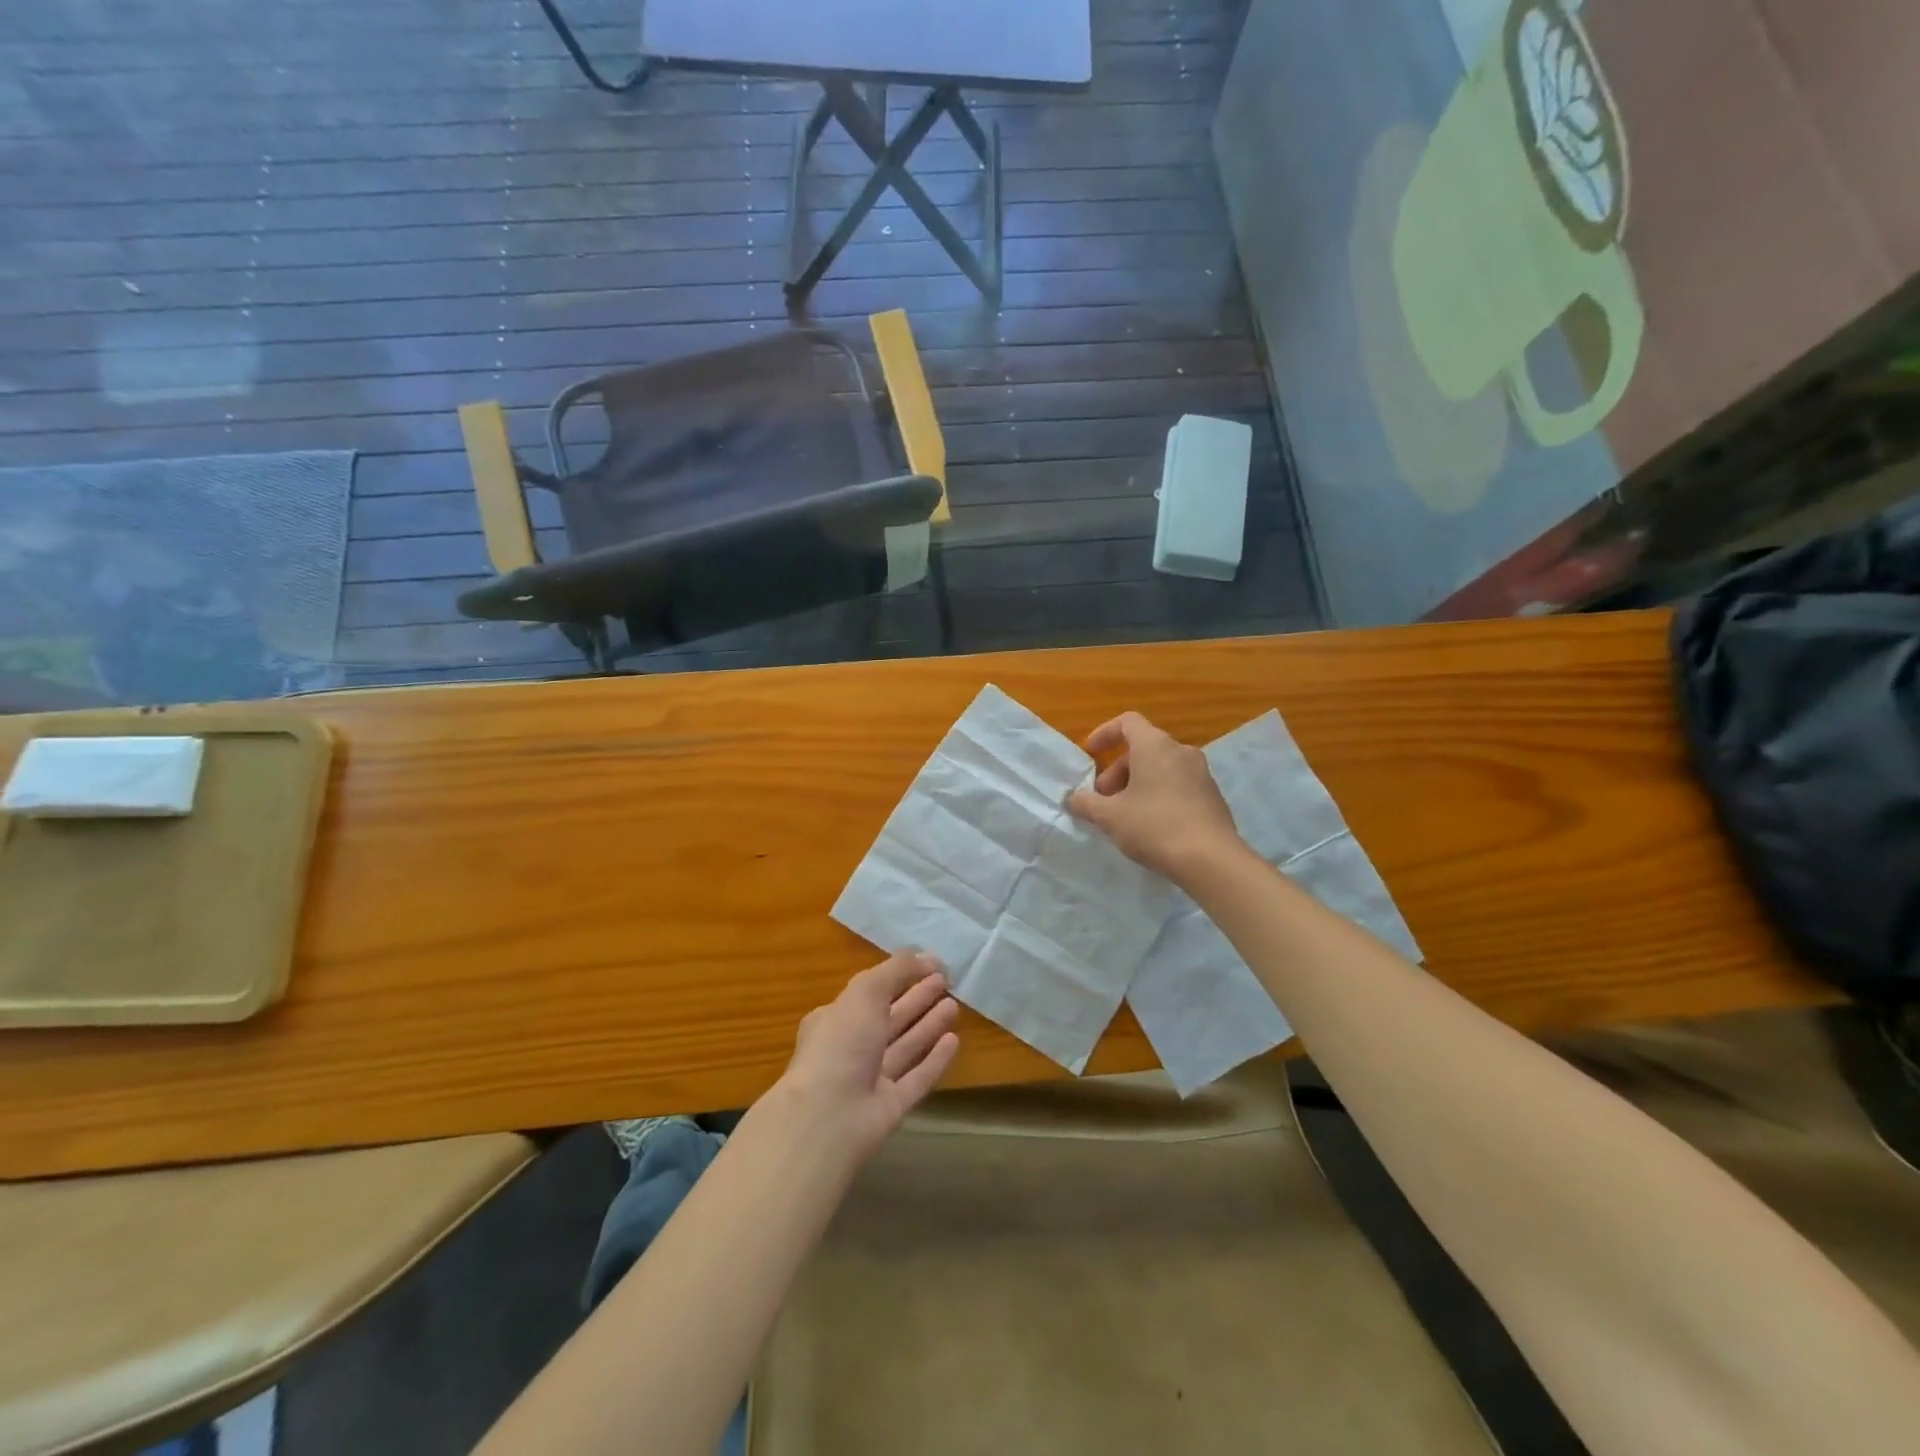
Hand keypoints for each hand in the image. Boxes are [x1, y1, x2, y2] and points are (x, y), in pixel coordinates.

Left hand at [773, 952, 960, 1166]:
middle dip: (917, 999)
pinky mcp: (891, 1106)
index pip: (871, 992)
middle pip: (890, 1018)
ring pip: (905, 1046)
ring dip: (928, 1025)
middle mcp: (852, 1047)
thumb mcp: (866, 992)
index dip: (899, 977)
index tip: (929, 965)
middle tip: (946, 982)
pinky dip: (935, 1059)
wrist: (827, 1119)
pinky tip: (954, 1041)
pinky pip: (917, 1077)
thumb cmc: (841, 1045)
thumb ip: (896, 970)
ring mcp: (871, 1079)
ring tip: (954, 1006)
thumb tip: (928, 956)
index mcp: (836, 1019)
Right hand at [1066, 711, 1242, 882]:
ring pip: (1161, 768)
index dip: (1105, 733)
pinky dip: (1158, 795)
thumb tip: (1074, 798)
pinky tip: (1150, 825)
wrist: (1211, 859)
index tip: (1091, 754)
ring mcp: (1201, 773)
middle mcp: (1181, 751)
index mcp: (1155, 746)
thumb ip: (1086, 803)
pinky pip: (1178, 785)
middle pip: (1143, 748)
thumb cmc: (1154, 826)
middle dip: (1117, 771)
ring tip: (1124, 815)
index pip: (1128, 722)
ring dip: (1137, 784)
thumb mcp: (1110, 817)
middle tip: (1103, 799)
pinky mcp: (1212, 796)